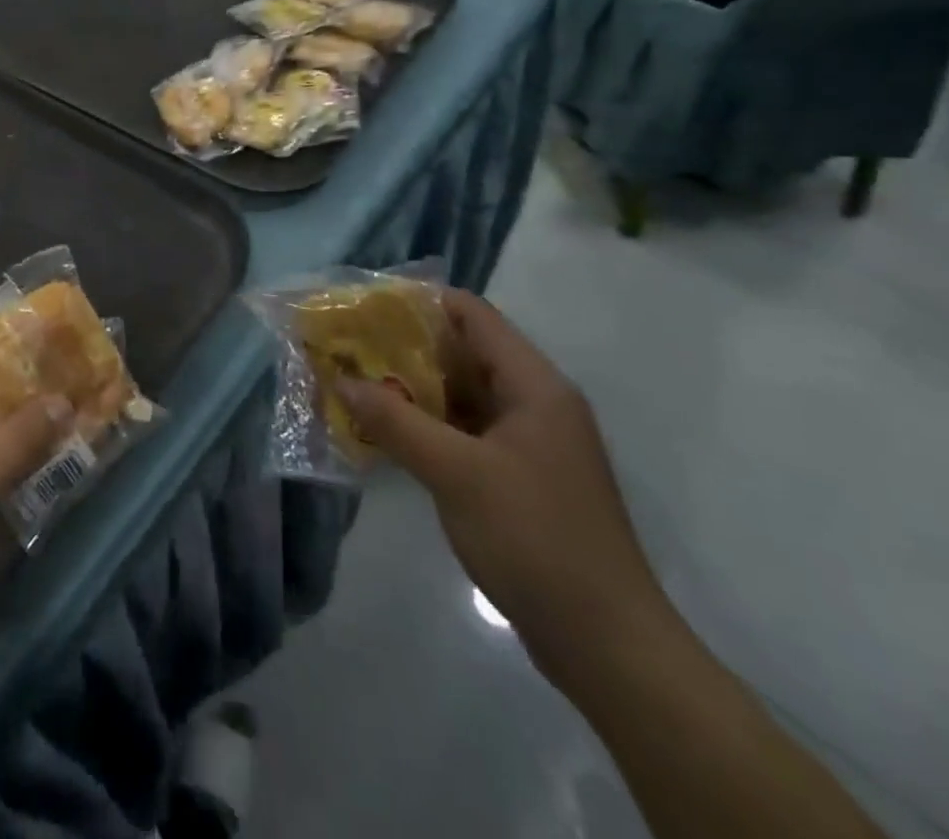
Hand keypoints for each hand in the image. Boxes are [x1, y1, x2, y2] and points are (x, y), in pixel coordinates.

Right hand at [336, 291, 671, 680]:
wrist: (607, 645)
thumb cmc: (535, 539)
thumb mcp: (456, 473)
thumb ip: (396, 421)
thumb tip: (342, 381)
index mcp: (534, 386)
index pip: (473, 316)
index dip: (420, 302)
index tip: (366, 305)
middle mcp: (535, 404)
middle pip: (465, 353)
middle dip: (406, 347)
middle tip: (349, 346)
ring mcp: (530, 443)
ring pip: (462, 396)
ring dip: (413, 389)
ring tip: (356, 384)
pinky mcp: (520, 478)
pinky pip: (466, 432)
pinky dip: (428, 426)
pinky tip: (387, 434)